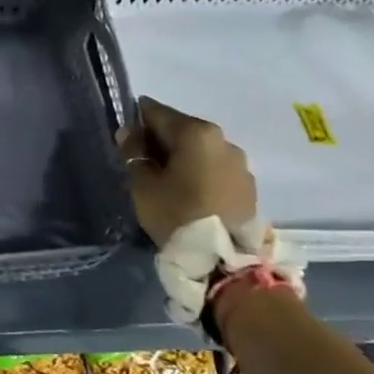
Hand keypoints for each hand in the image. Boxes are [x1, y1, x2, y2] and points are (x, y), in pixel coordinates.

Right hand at [117, 96, 256, 247]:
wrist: (225, 261)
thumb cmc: (177, 215)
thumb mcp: (143, 185)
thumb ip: (134, 154)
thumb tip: (129, 135)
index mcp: (196, 132)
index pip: (157, 112)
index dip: (136, 122)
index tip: (125, 140)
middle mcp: (223, 140)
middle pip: (182, 130)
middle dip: (161, 141)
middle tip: (143, 163)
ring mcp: (240, 164)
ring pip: (201, 151)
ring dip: (184, 159)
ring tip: (169, 183)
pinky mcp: (249, 187)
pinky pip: (216, 170)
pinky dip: (201, 174)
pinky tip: (191, 195)